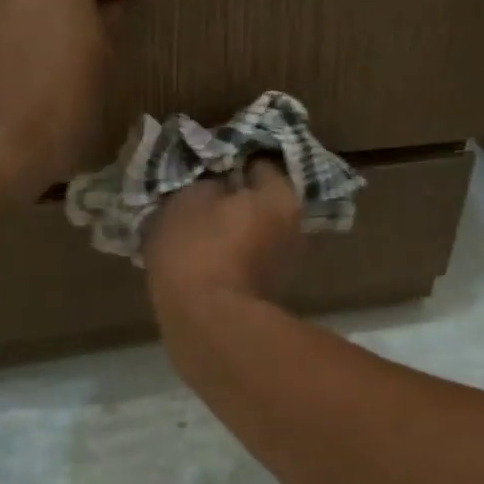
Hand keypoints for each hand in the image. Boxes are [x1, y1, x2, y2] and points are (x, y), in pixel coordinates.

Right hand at [145, 161, 303, 311]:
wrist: (207, 325)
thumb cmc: (199, 249)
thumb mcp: (189, 198)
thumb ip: (207, 181)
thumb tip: (218, 183)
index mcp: (281, 196)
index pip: (259, 162)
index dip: (229, 158)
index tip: (204, 162)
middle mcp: (294, 226)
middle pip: (259, 198)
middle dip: (232, 195)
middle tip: (196, 193)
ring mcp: (284, 262)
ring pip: (251, 230)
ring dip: (228, 227)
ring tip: (191, 226)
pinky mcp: (267, 291)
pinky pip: (244, 258)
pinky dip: (226, 254)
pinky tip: (198, 256)